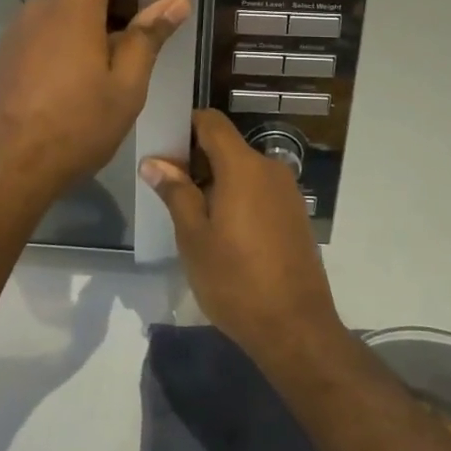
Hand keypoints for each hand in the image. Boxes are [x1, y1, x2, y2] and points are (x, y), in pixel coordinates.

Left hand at [0, 0, 190, 210]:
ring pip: (72, 9)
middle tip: (156, 23)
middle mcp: (41, 7)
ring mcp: (20, 30)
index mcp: (73, 6)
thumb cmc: (73, 128)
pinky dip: (80, 36)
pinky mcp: (9, 53)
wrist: (3, 170)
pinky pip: (53, 29)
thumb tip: (173, 2)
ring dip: (105, 19)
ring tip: (128, 62)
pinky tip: (92, 78)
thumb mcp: (125, 87)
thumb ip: (148, 37)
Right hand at [139, 110, 344, 363]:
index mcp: (243, 166)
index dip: (185, 126)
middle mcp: (269, 168)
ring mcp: (287, 191)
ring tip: (192, 216)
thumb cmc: (235, 280)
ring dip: (217, 181)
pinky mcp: (295, 213)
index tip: (163, 148)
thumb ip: (175, 192)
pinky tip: (224, 232)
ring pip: (243, 170)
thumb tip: (154, 161)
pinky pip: (259, 190)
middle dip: (197, 160)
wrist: (296, 328)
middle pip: (227, 146)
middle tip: (169, 190)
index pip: (211, 122)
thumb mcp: (194, 237)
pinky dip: (238, 197)